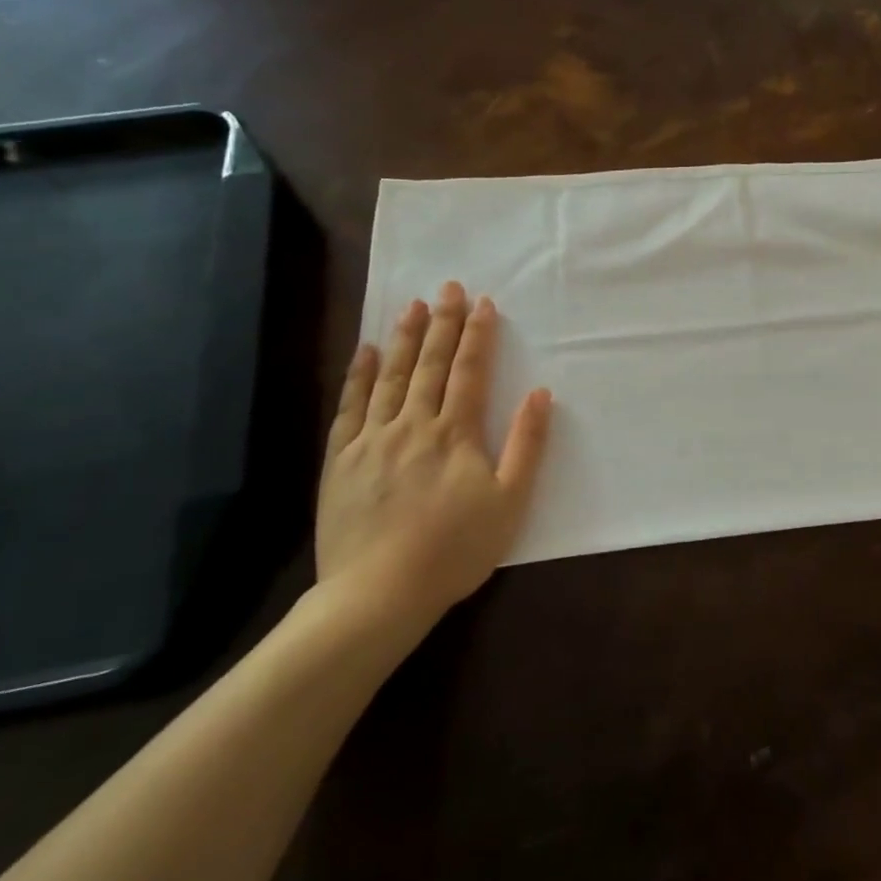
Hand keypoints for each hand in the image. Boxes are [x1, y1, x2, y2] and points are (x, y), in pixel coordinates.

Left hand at [313, 284, 551, 644]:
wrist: (378, 593)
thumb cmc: (454, 550)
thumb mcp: (509, 503)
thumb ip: (526, 445)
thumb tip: (540, 394)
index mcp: (455, 434)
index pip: (468, 372)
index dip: (477, 336)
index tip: (483, 303)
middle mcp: (412, 425)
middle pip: (429, 365)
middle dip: (441, 323)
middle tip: (448, 287)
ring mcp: (371, 440)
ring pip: (390, 377)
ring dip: (404, 339)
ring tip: (412, 306)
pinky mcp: (341, 459)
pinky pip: (350, 407)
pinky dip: (359, 375)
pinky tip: (365, 352)